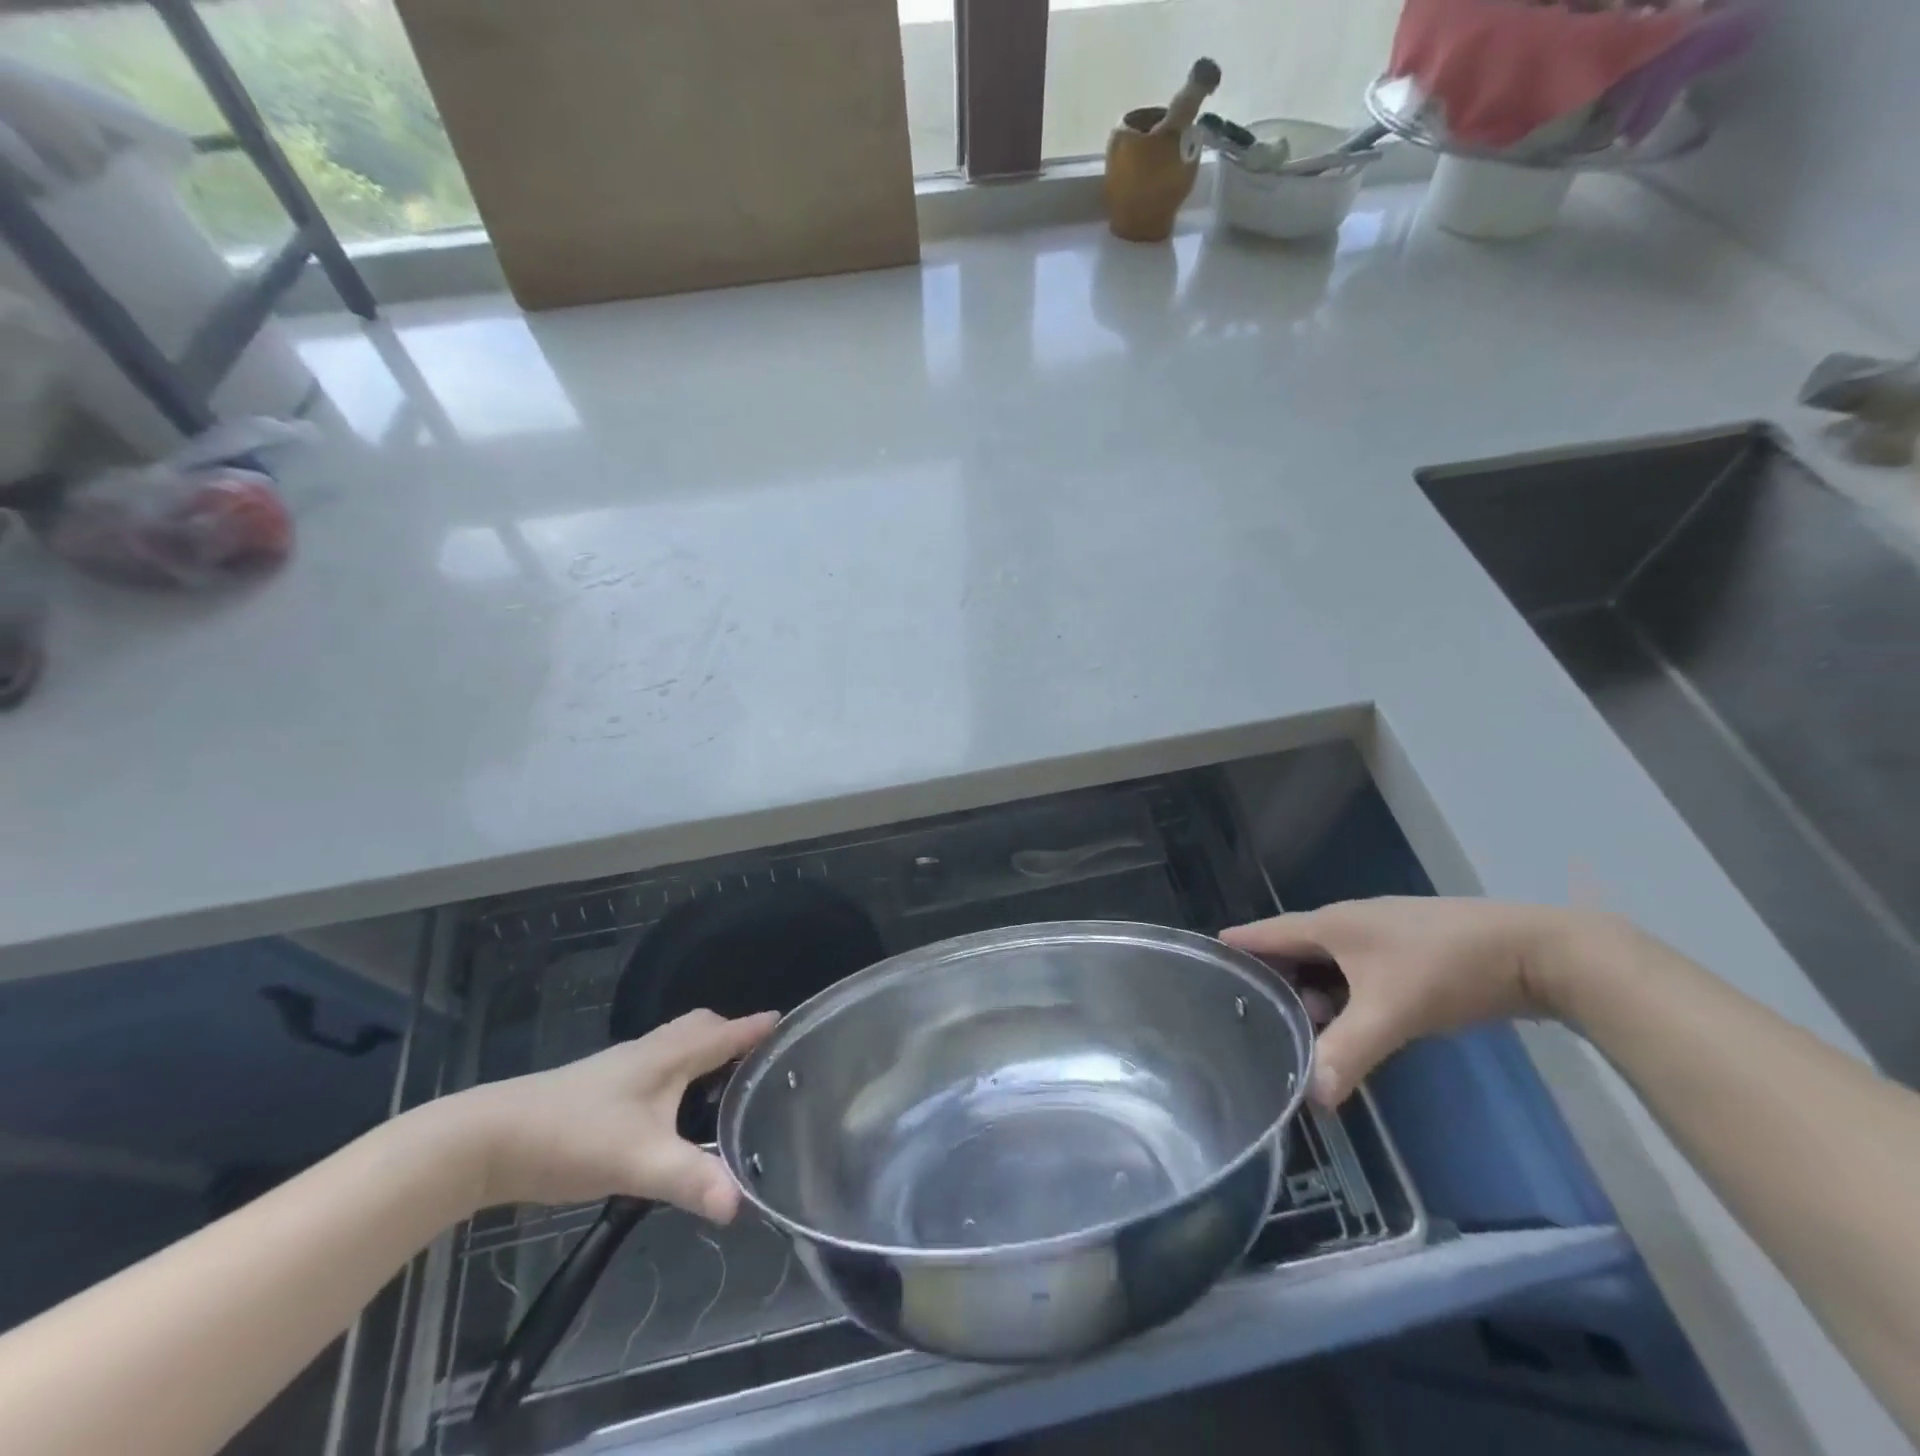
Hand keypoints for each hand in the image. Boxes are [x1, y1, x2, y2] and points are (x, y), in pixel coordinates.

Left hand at [444, 1009, 778, 1220]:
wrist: (488, 1139)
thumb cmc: (573, 1136)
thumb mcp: (638, 1162)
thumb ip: (690, 1180)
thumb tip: (740, 1205)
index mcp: (668, 1056)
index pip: (723, 1033)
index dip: (755, 1028)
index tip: (786, 1021)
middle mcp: (648, 1051)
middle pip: (699, 1027)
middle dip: (730, 1034)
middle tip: (756, 1058)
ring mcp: (621, 1067)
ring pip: (674, 1044)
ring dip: (703, 1050)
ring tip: (722, 1080)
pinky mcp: (601, 1087)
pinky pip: (656, 1064)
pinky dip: (678, 1070)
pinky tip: (670, 1106)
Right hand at [1222, 898, 1586, 1107]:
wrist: (1535, 952)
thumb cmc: (1447, 969)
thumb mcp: (1392, 1012)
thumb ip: (1348, 1052)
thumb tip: (1310, 1098)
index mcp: (1331, 924)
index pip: (1266, 932)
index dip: (1236, 945)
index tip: (1204, 961)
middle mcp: (1349, 923)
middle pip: (1295, 949)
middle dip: (1273, 980)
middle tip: (1249, 1014)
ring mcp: (1381, 935)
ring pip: (1328, 962)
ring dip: (1312, 991)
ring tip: (1299, 1028)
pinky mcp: (1409, 952)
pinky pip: (1357, 971)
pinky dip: (1343, 993)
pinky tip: (1349, 1022)